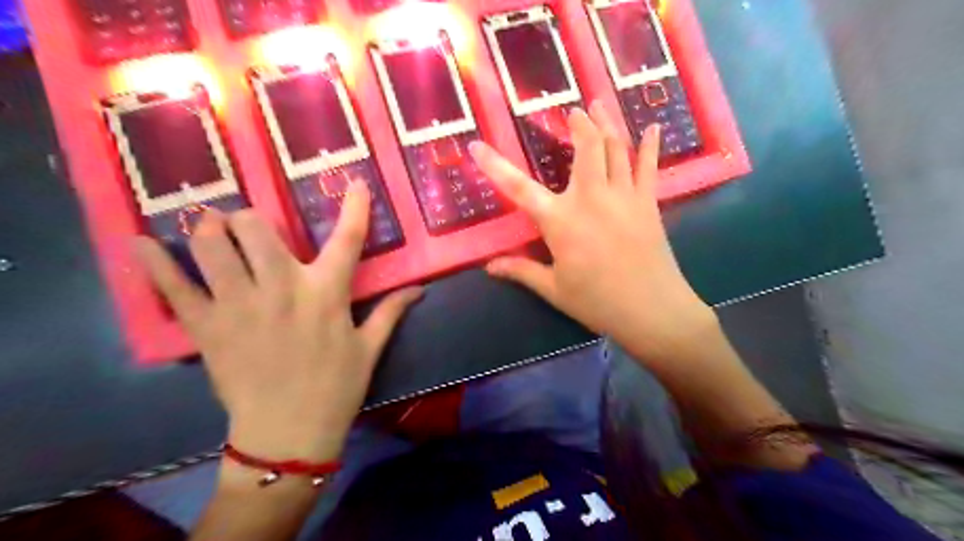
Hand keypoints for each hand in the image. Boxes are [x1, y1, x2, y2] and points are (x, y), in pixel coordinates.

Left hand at [135, 182, 421, 459]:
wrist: (290, 432)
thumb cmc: (337, 387)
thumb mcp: (370, 347)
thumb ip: (391, 311)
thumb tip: (420, 289)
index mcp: (326, 293)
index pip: (347, 238)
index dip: (355, 207)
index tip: (354, 182)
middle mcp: (281, 288)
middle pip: (256, 228)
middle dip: (253, 219)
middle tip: (251, 228)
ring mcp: (239, 306)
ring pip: (211, 246)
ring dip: (210, 230)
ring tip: (212, 228)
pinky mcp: (206, 328)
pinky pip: (172, 288)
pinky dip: (153, 263)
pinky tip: (141, 243)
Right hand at [471, 100, 719, 361]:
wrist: (652, 310)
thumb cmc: (597, 302)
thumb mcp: (554, 289)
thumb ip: (521, 271)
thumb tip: (489, 267)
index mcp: (560, 221)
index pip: (518, 188)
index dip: (494, 165)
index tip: (476, 145)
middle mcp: (591, 198)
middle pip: (586, 148)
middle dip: (578, 124)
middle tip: (573, 110)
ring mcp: (624, 196)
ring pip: (616, 148)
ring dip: (607, 122)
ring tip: (600, 103)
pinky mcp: (648, 203)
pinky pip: (649, 167)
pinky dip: (650, 146)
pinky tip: (653, 128)